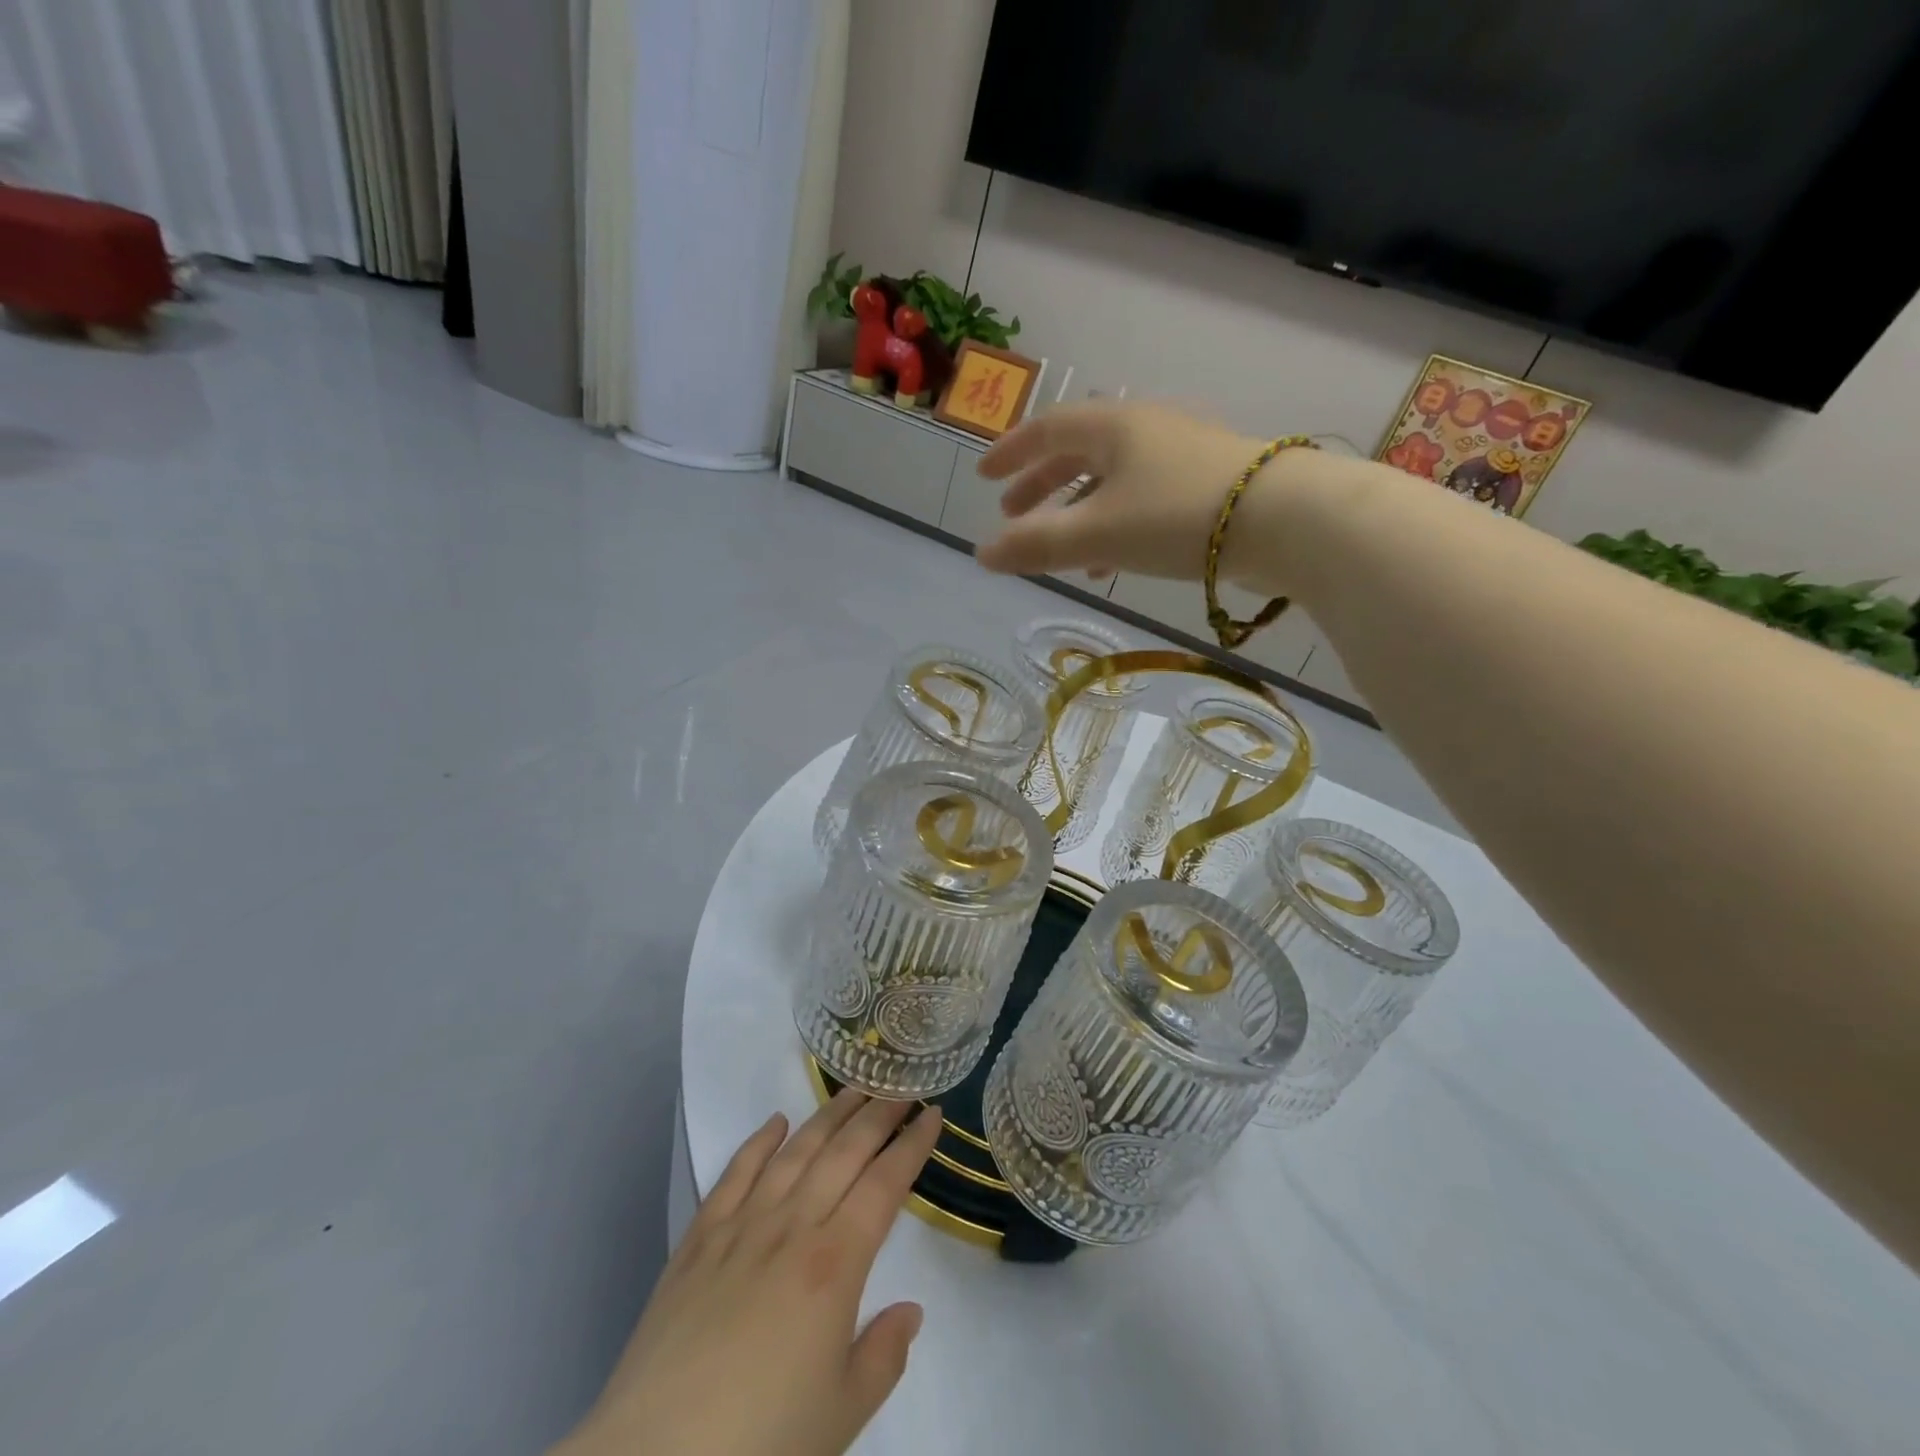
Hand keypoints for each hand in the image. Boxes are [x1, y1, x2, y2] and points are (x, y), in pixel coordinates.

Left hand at [553, 1091, 943, 1455]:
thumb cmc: (762, 1444)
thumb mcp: (842, 1415)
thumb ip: (884, 1355)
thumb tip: (910, 1309)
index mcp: (835, 1264)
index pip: (885, 1185)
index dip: (912, 1146)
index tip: (933, 1114)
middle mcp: (792, 1227)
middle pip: (844, 1153)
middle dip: (878, 1115)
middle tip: (901, 1086)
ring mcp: (742, 1227)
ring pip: (795, 1152)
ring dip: (828, 1115)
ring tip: (853, 1089)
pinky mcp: (699, 1239)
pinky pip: (734, 1174)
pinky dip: (758, 1142)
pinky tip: (775, 1122)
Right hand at [973, 402, 1272, 581]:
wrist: (1285, 520)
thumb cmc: (1176, 516)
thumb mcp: (1096, 533)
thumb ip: (1036, 545)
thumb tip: (981, 554)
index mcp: (1113, 426)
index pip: (1047, 429)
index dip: (1011, 453)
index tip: (984, 476)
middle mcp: (1146, 429)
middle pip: (1079, 451)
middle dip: (1042, 483)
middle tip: (1014, 513)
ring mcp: (1181, 454)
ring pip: (1113, 478)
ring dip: (1079, 510)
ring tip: (1060, 549)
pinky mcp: (1208, 484)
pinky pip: (1143, 498)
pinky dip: (1115, 524)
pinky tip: (1113, 561)